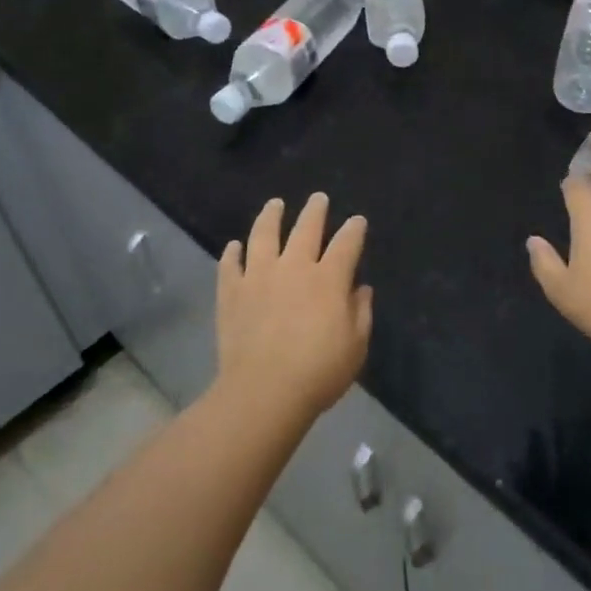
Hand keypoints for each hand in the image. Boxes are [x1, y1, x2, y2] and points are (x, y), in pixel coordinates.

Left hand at [217, 194, 370, 416]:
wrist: (264, 391)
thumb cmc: (318, 373)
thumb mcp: (356, 347)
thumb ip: (361, 313)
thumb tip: (360, 289)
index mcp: (328, 279)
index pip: (346, 244)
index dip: (354, 230)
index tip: (357, 221)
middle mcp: (294, 267)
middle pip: (306, 228)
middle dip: (315, 211)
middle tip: (318, 198)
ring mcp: (259, 276)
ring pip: (264, 235)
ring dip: (271, 216)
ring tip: (275, 204)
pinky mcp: (231, 292)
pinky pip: (230, 265)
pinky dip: (232, 253)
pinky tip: (234, 246)